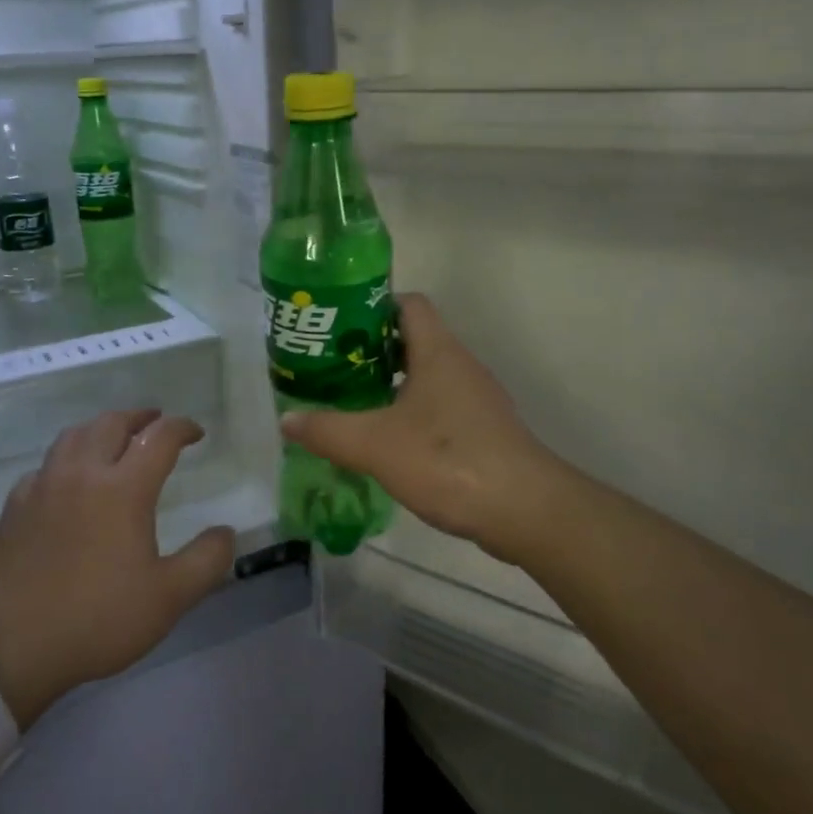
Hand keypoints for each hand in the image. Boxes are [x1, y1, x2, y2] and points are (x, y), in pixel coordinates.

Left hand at [0, 410, 235, 728]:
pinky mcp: (15, 506)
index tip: (196, 433)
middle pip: (112, 423)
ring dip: (101, 428)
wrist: (12, 646)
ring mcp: (43, 486)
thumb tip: (225, 532)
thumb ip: (206, 560)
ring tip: (114, 438)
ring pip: (73, 435)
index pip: (159, 438)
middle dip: (140, 416)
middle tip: (156, 422)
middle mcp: (82, 474)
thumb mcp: (169, 598)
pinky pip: (45, 465)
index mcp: (123, 489)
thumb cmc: (98, 619)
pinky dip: (67, 459)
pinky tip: (68, 479)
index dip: (182, 428)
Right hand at [280, 294, 556, 565]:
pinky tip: (385, 443)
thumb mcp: (375, 445)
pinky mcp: (482, 432)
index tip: (337, 327)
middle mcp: (460, 366)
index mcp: (438, 352)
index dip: (372, 306)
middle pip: (412, 340)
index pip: (408, 303)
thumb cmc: (448, 460)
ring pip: (425, 377)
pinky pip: (438, 409)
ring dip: (389, 385)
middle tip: (331, 370)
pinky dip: (409, 415)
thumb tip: (287, 420)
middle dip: (369, 352)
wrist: (525, 510)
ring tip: (349, 404)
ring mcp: (475, 400)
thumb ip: (327, 431)